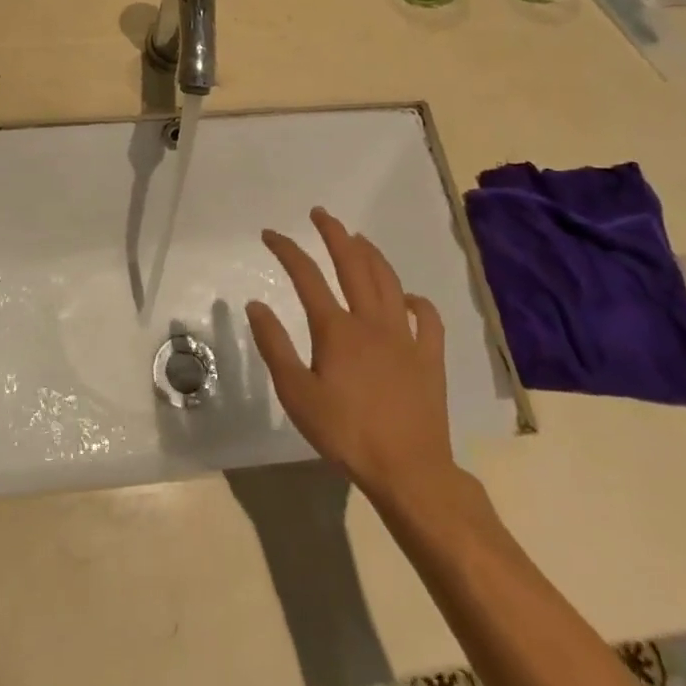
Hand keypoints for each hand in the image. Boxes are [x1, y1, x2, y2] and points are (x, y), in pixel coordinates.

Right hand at [247, 208, 461, 503]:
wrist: (409, 470)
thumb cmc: (346, 433)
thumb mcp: (296, 394)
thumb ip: (275, 346)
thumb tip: (256, 304)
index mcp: (336, 329)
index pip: (306, 276)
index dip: (286, 250)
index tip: (270, 234)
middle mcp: (371, 321)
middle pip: (352, 264)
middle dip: (334, 234)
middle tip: (321, 214)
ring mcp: (405, 337)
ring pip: (388, 282)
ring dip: (371, 255)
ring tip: (358, 239)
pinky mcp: (430, 357)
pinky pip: (428, 319)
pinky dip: (417, 302)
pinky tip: (408, 297)